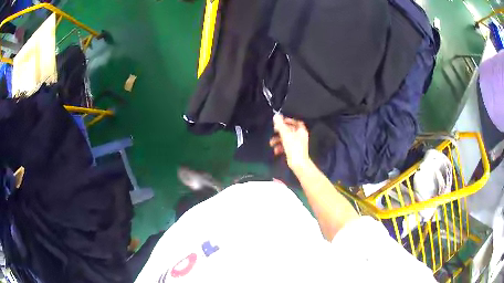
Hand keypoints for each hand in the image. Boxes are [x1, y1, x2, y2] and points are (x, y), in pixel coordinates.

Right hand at [269, 114, 310, 170]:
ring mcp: (297, 144)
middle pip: (289, 130)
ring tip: (271, 144)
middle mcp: (300, 136)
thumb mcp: (285, 134)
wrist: (298, 164)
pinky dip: (280, 147)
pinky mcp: (293, 151)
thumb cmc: (293, 148)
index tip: (280, 122)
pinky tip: (276, 151)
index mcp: (301, 131)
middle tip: (274, 131)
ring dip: (278, 140)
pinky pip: (286, 146)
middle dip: (280, 132)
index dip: (288, 121)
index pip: (296, 122)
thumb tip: (276, 115)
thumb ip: (280, 125)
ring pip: (286, 139)